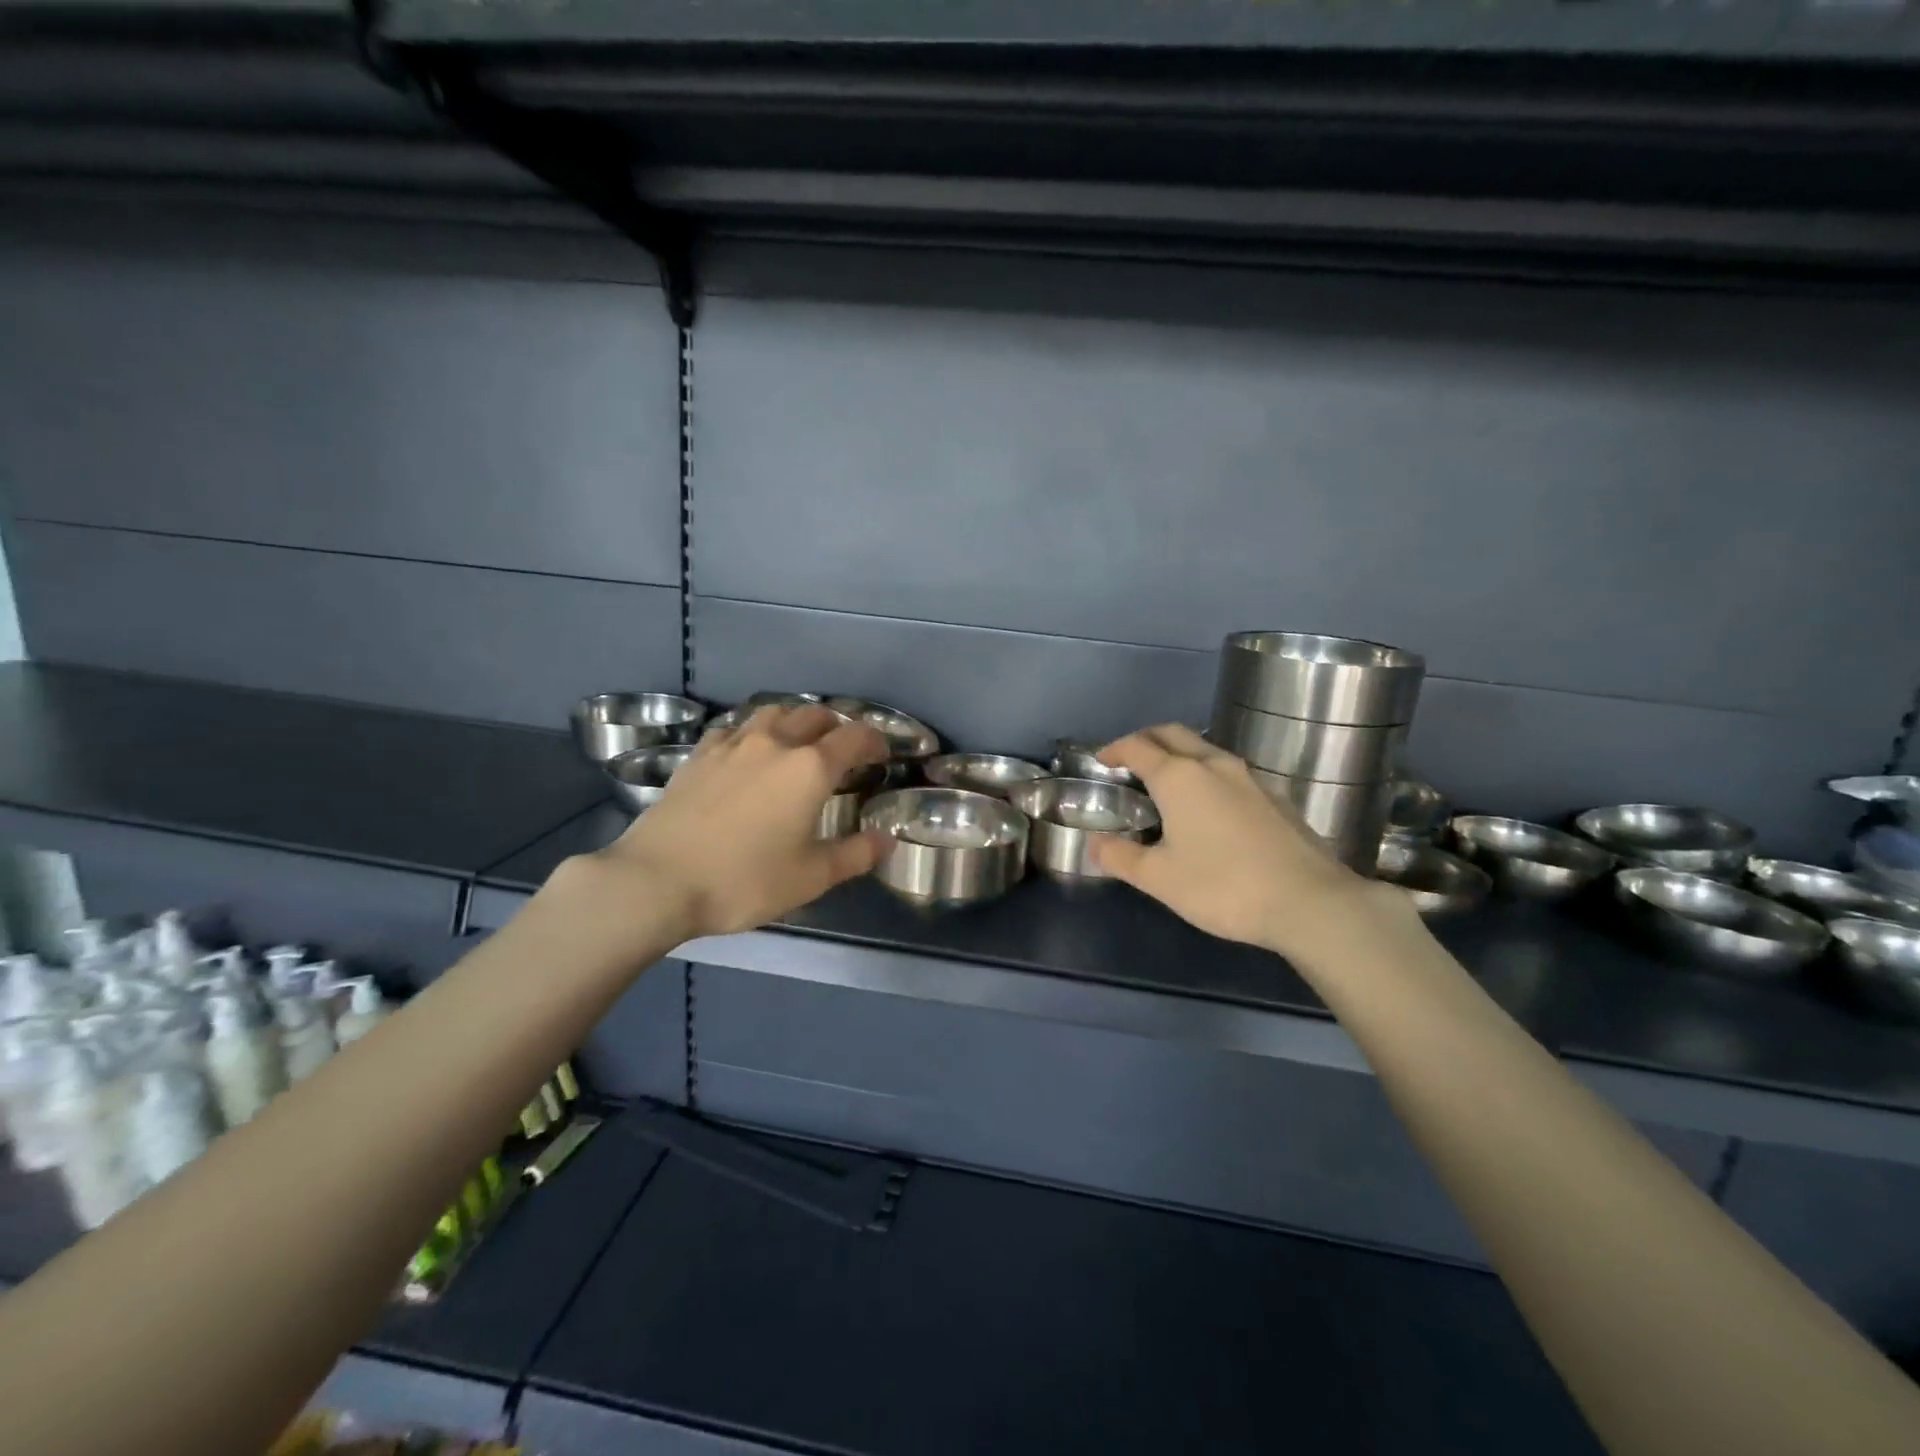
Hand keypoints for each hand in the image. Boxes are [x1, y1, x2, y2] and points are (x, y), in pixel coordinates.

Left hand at [587, 704, 889, 940]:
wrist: (657, 881)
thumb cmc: (744, 880)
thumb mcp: (811, 877)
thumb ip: (856, 854)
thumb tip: (887, 840)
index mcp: (809, 768)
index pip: (854, 737)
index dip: (874, 741)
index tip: (881, 754)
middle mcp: (774, 743)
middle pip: (814, 715)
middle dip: (836, 726)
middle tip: (842, 750)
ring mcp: (732, 745)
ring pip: (772, 713)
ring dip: (794, 720)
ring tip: (797, 741)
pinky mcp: (699, 755)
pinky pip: (734, 728)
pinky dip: (752, 731)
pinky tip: (747, 750)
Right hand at [1092, 724, 1386, 960]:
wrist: (1310, 902)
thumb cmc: (1223, 887)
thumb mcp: (1159, 879)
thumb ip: (1120, 857)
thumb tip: (1095, 844)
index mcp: (1179, 777)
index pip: (1137, 746)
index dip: (1114, 749)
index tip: (1100, 760)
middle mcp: (1213, 764)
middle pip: (1172, 734)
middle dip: (1146, 741)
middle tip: (1129, 763)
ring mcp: (1249, 777)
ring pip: (1204, 749)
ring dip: (1178, 755)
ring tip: (1165, 785)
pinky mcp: (1274, 795)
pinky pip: (1228, 771)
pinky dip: (1206, 775)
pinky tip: (1208, 809)